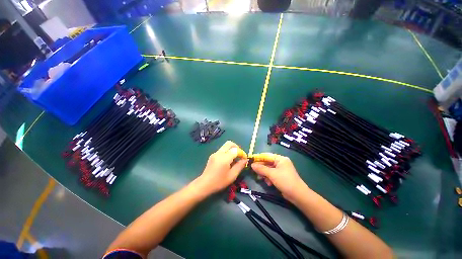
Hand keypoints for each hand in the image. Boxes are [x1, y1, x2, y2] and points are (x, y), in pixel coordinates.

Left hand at [195, 141, 247, 194]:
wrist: (204, 184)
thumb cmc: (219, 182)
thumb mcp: (232, 176)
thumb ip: (240, 166)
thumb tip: (245, 159)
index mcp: (224, 158)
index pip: (236, 150)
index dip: (242, 153)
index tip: (245, 159)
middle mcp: (219, 153)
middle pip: (230, 143)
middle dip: (237, 147)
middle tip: (240, 155)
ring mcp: (215, 153)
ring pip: (225, 146)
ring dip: (232, 149)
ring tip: (235, 159)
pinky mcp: (212, 155)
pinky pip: (222, 150)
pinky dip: (227, 152)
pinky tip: (228, 161)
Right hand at [251, 153, 307, 201]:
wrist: (298, 195)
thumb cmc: (285, 181)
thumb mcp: (272, 174)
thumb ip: (261, 169)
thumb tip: (252, 165)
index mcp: (280, 159)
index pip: (267, 156)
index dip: (259, 158)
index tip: (251, 161)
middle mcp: (281, 163)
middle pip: (267, 163)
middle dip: (261, 168)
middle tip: (254, 172)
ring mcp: (281, 170)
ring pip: (268, 169)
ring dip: (264, 174)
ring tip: (261, 179)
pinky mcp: (280, 177)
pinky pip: (271, 175)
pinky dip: (269, 178)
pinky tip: (268, 183)